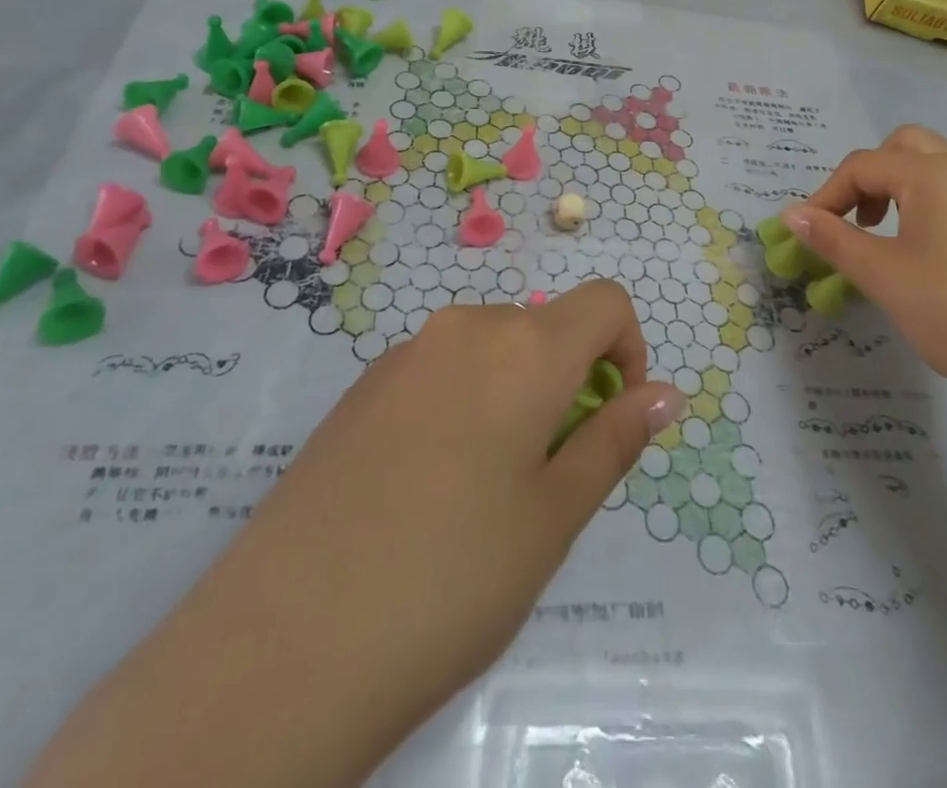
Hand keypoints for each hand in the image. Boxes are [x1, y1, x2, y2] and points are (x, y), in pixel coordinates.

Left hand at [189, 282, 684, 780]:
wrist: (281, 644)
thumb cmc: (451, 579)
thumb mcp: (554, 517)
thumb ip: (616, 440)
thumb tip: (666, 394)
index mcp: (524, 348)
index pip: (605, 302)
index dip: (628, 351)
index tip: (611, 418)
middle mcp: (464, 328)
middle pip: (545, 327)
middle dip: (569, 380)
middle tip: (547, 475)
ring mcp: (404, 353)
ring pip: (491, 348)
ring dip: (515, 393)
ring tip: (484, 489)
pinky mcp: (360, 386)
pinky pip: (439, 370)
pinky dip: (463, 401)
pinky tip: (425, 487)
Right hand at [781, 127, 946, 405]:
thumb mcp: (882, 275)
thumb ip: (832, 238)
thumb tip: (790, 214)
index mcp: (935, 174)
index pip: (864, 166)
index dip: (827, 194)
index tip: (808, 232)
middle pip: (904, 146)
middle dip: (868, 176)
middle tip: (855, 219)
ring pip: (935, 166)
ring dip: (899, 187)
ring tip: (885, 236)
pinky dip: (929, 203)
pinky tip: (927, 252)